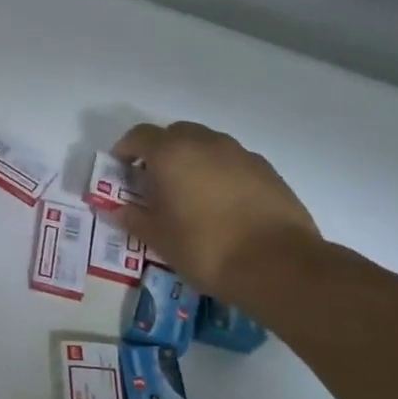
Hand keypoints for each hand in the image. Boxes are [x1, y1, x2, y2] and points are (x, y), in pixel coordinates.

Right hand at [113, 122, 320, 303]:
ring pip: (206, 145)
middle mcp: (205, 143)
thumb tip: (119, 209)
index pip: (139, 136)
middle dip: (160, 152)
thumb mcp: (158, 238)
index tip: (120, 170)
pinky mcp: (267, 170)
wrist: (278, 264)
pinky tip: (221, 204)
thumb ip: (134, 218)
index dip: (125, 150)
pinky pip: (232, 161)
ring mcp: (240, 154)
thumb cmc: (205, 248)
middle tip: (153, 182)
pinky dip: (219, 172)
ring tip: (188, 194)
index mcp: (171, 154)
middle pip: (175, 134)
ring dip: (191, 160)